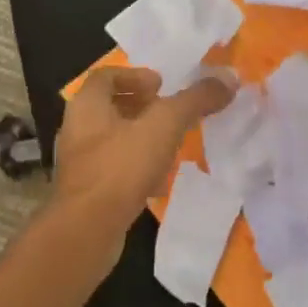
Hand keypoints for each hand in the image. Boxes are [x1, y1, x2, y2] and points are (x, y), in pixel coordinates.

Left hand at [52, 65, 235, 268]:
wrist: (87, 231)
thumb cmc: (121, 166)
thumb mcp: (164, 125)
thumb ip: (195, 99)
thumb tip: (229, 76)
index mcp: (87, 105)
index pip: (106, 75)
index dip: (135, 76)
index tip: (161, 86)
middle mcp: (77, 128)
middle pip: (110, 107)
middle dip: (142, 107)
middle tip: (170, 113)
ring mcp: (80, 163)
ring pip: (113, 139)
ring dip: (141, 138)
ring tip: (171, 145)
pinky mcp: (87, 192)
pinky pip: (114, 170)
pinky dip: (137, 168)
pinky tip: (159, 181)